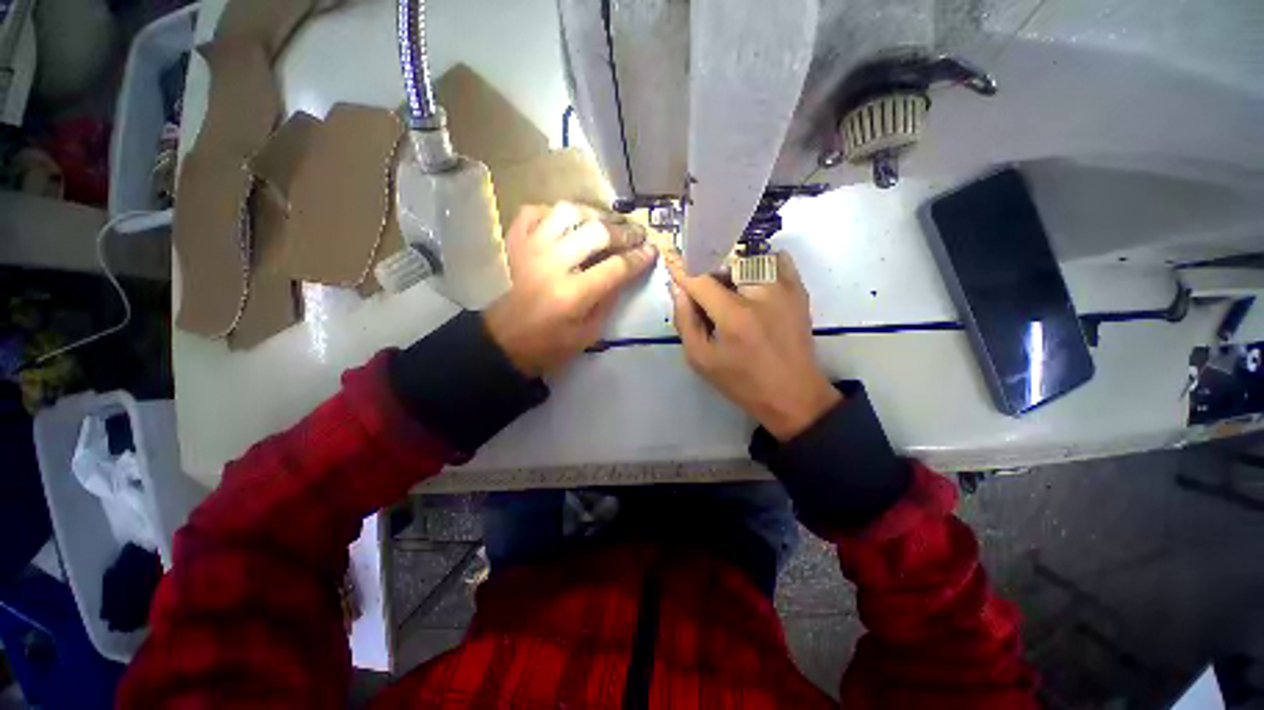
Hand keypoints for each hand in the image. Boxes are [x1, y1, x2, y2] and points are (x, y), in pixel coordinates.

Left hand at [485, 202, 657, 376]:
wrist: (503, 342)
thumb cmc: (548, 345)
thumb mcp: (587, 334)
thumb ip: (608, 300)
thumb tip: (624, 272)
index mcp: (572, 295)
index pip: (616, 267)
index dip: (639, 258)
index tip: (652, 251)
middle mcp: (552, 264)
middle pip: (597, 232)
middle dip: (624, 232)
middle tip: (636, 234)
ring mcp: (530, 248)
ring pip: (568, 212)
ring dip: (594, 215)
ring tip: (606, 224)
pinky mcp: (514, 242)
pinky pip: (536, 211)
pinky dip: (556, 213)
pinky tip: (569, 224)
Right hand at [668, 251, 840, 440]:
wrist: (793, 394)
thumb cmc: (742, 382)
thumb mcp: (701, 359)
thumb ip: (685, 321)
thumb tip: (679, 289)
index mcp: (733, 315)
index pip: (700, 279)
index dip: (681, 268)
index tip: (670, 257)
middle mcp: (761, 293)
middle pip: (723, 263)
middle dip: (707, 273)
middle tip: (704, 292)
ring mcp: (784, 287)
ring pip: (748, 258)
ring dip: (732, 269)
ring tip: (730, 291)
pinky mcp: (799, 289)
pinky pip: (776, 259)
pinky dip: (759, 264)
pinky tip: (753, 285)